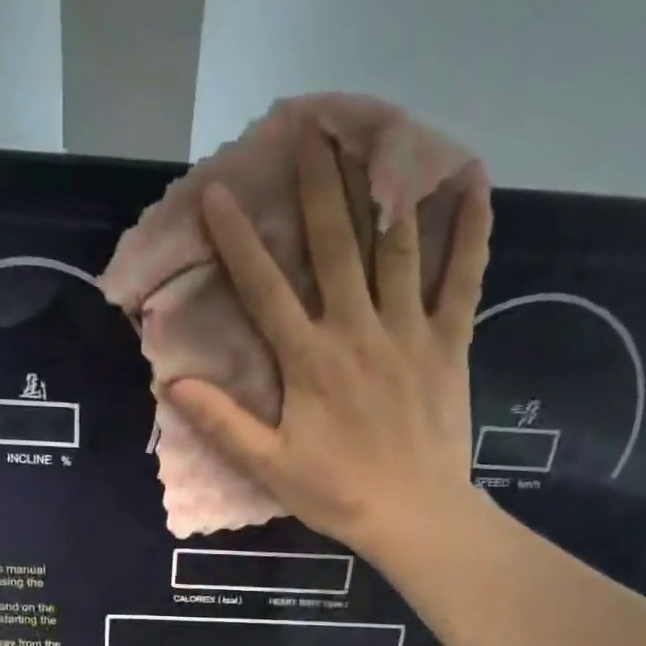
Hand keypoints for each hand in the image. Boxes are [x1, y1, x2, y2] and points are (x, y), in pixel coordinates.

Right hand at [166, 125, 493, 565]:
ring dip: (383, 188)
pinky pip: (464, 278)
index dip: (239, 240)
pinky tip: (471, 183)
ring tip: (378, 136)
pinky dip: (470, 230)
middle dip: (320, 186)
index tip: (219, 193)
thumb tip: (174, 386)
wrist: (414, 515)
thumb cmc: (337, 494)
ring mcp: (410, 331)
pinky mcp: (450, 343)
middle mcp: (358, 330)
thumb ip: (224, 424)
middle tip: (311, 130)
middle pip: (336, 245)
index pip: (266, 289)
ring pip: (396, 247)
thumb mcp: (269, 467)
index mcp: (310, 360)